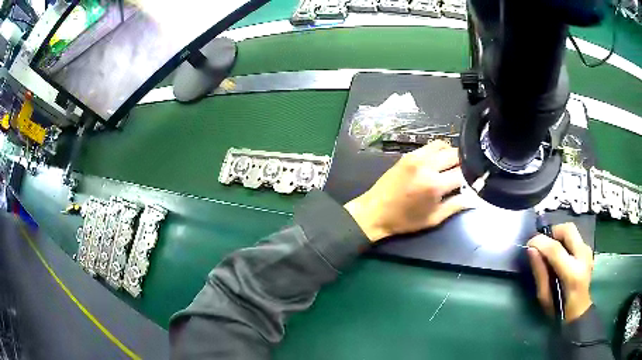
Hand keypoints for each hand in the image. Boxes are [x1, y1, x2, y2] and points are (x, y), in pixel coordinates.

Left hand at [344, 141, 468, 242]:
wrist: (375, 211)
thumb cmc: (405, 220)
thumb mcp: (433, 219)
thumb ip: (456, 206)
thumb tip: (475, 199)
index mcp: (434, 185)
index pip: (463, 173)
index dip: (472, 178)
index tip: (475, 182)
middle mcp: (427, 166)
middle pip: (456, 154)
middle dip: (464, 163)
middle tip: (465, 173)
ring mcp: (417, 157)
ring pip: (444, 145)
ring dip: (452, 154)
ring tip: (453, 166)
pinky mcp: (409, 154)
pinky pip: (430, 145)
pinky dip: (439, 150)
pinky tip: (440, 161)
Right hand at [527, 223, 593, 321]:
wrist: (579, 311)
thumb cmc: (559, 309)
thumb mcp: (544, 296)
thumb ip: (539, 272)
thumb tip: (531, 250)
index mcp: (572, 273)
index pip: (555, 249)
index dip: (540, 242)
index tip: (528, 244)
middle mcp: (583, 257)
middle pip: (567, 230)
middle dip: (552, 232)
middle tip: (541, 243)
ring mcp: (588, 251)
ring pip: (572, 230)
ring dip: (558, 235)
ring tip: (549, 248)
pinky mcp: (588, 249)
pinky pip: (575, 236)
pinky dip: (564, 239)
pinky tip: (559, 252)